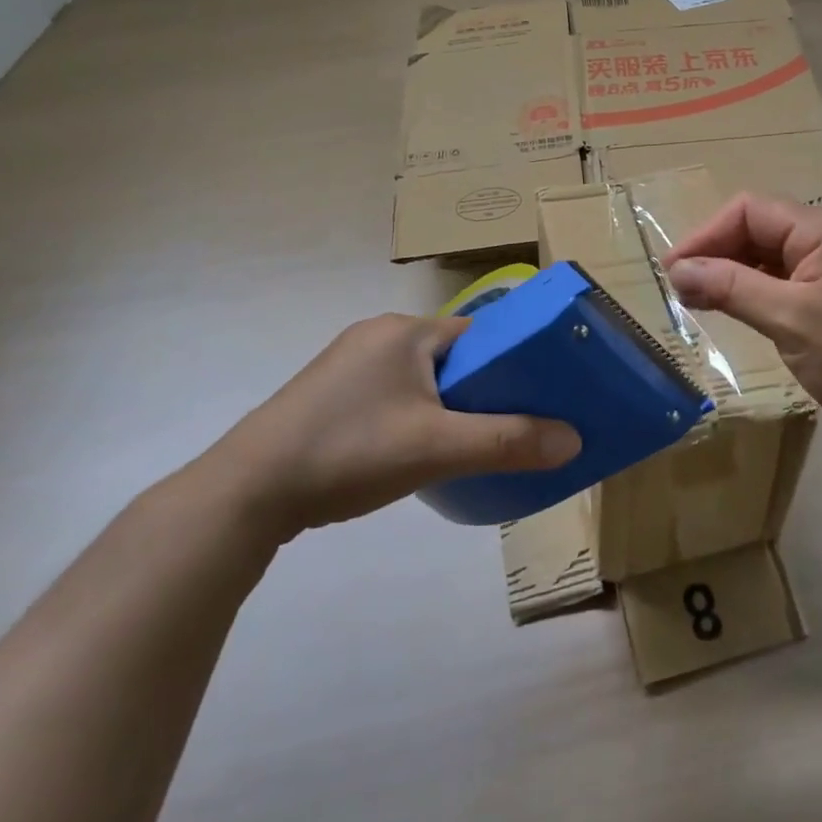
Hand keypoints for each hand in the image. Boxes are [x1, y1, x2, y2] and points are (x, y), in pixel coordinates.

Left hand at [206, 313, 580, 536]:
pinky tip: (416, 450)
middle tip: (514, 425)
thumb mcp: (437, 448)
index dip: (514, 361)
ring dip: (448, 405)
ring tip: (470, 444)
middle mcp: (378, 335)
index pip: (480, 333)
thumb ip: (508, 442)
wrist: (248, 491)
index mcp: (406, 330)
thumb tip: (574, 440)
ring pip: (421, 378)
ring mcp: (348, 363)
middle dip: (483, 388)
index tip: (542, 393)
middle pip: (453, 356)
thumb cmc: (350, 451)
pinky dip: (415, 414)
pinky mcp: (328, 393)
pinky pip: (392, 394)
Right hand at [664, 194, 821, 457]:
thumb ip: (731, 288)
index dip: (707, 235)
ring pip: (766, 254)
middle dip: (716, 252)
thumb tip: (677, 270)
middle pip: (757, 228)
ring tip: (697, 300)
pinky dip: (751, 288)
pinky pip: (780, 277)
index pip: (750, 210)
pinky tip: (731, 308)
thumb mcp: (789, 320)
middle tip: (680, 289)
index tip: (674, 271)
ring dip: (730, 271)